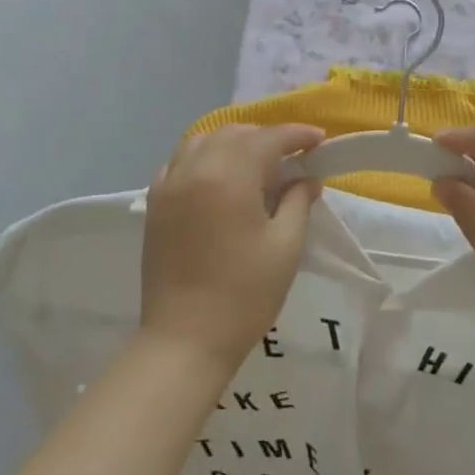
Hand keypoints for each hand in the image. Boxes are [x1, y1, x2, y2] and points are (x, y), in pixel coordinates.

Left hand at [140, 124, 324, 370]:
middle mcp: (196, 168)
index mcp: (230, 175)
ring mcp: (170, 183)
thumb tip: (307, 178)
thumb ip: (298, 202)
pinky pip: (180, 161)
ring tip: (255, 164)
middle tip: (292, 157)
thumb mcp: (285, 246)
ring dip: (233, 142)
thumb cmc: (244, 295)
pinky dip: (203, 158)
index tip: (319, 140)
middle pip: (235, 134)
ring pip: (204, 140)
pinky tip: (217, 179)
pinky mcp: (155, 203)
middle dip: (266, 138)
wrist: (184, 340)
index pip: (268, 138)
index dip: (297, 135)